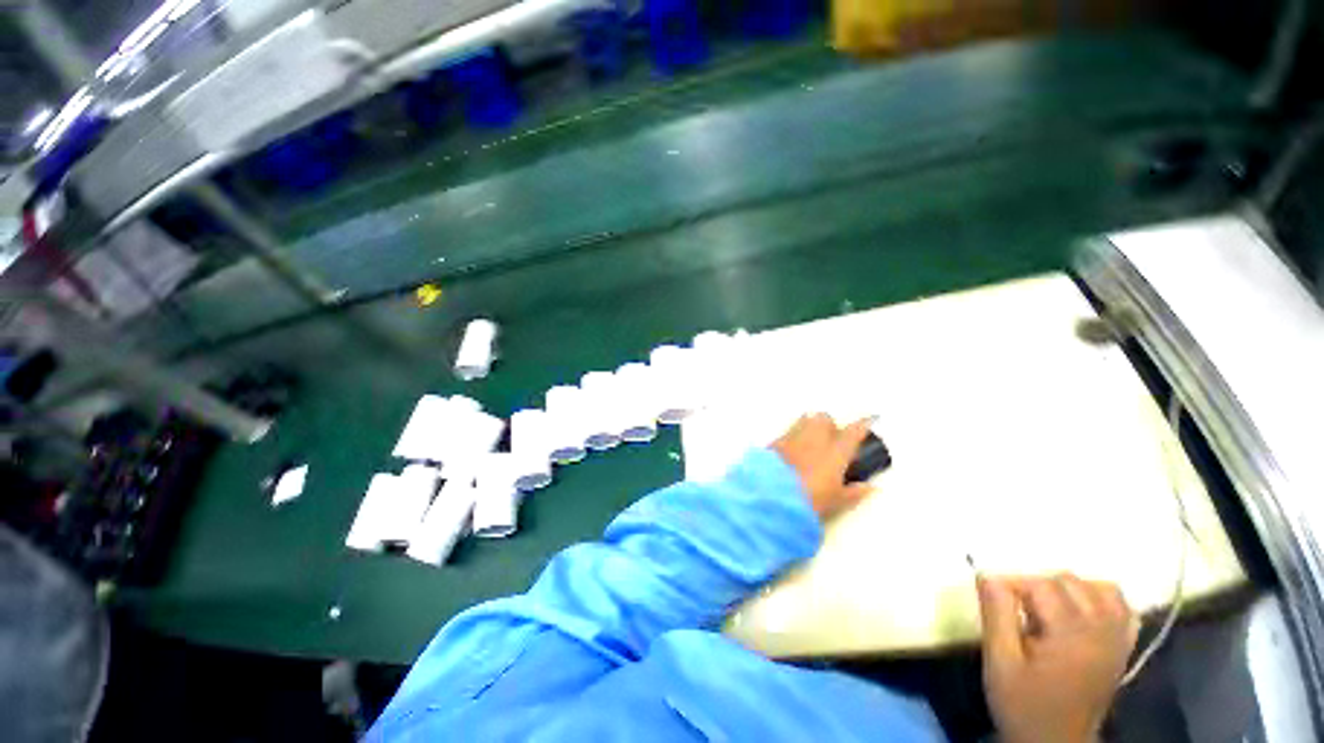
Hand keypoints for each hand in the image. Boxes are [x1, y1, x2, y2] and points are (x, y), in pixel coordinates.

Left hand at [770, 414, 874, 519]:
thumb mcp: (836, 502)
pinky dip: (792, 437)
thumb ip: (853, 493)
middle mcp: (814, 437)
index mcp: (835, 451)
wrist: (771, 495)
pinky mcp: (774, 441)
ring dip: (810, 426)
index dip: (863, 425)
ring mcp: (792, 436)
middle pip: (825, 418)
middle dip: (829, 425)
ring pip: (804, 420)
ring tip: (811, 442)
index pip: (853, 432)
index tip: (870, 419)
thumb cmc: (809, 499)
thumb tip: (869, 487)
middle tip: (831, 440)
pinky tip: (791, 451)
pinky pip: (787, 432)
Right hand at [978, 574, 1138, 742]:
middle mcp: (1100, 630)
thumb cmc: (1023, 703)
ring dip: (1067, 589)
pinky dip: (1101, 597)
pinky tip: (1080, 608)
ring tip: (1043, 608)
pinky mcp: (1122, 647)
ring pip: (1097, 588)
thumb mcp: (999, 662)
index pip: (1040, 584)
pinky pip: (1121, 607)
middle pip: (1068, 582)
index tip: (991, 597)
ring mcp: (1116, 639)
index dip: (1011, 584)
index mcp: (1070, 634)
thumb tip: (987, 575)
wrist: (1056, 742)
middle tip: (1014, 609)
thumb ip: (996, 615)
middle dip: (1035, 586)